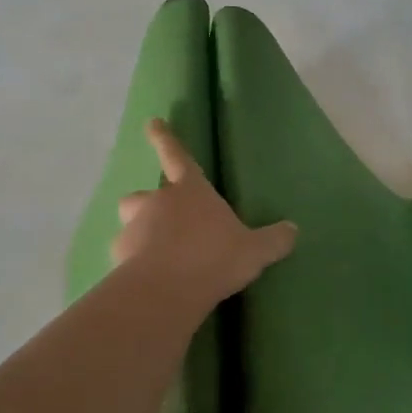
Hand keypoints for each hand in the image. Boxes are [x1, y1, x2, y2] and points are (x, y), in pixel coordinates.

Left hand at [113, 119, 297, 305]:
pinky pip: (124, 255)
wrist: (167, 289)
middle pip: (144, 193)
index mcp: (191, 191)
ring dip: (139, 231)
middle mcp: (158, 202)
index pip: (177, 156)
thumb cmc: (214, 257)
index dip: (165, 138)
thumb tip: (293, 229)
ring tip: (155, 252)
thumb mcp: (255, 251)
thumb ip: (273, 239)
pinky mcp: (119, 257)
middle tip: (163, 220)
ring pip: (129, 221)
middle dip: (149, 201)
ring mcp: (135, 229)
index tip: (152, 122)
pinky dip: (133, 263)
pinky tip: (147, 280)